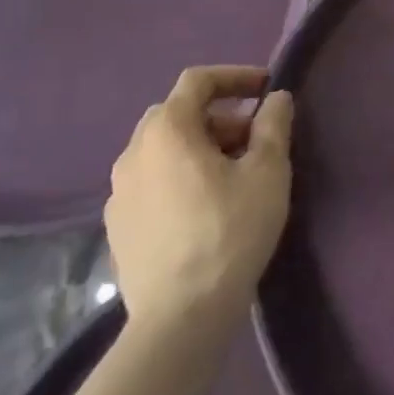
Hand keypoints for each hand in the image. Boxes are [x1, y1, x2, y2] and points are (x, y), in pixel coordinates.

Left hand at [105, 65, 293, 333]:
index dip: (235, 76)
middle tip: (253, 138)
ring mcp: (118, 192)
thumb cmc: (229, 233)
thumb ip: (273, 125)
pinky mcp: (117, 227)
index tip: (266, 87)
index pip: (198, 81)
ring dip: (198, 147)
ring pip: (162, 150)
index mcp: (167, 130)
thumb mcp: (267, 172)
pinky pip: (151, 182)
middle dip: (219, 116)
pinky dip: (178, 177)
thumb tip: (276, 98)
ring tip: (232, 174)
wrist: (179, 318)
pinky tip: (202, 208)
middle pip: (178, 114)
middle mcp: (133, 152)